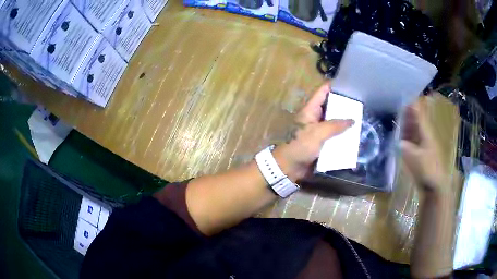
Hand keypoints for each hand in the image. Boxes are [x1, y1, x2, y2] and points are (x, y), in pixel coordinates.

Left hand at [273, 83, 353, 182]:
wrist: (289, 167)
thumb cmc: (300, 146)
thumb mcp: (318, 133)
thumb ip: (335, 125)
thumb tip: (352, 120)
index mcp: (310, 110)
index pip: (322, 92)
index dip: (333, 86)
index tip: (348, 84)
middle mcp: (315, 117)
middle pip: (331, 106)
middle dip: (344, 105)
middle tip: (360, 104)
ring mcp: (318, 130)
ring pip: (334, 122)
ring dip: (344, 121)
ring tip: (361, 118)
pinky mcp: (321, 142)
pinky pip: (333, 135)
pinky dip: (342, 135)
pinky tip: (354, 135)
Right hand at [401, 96, 447, 192]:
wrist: (435, 184)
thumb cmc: (427, 169)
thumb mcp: (414, 158)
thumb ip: (404, 147)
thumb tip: (397, 141)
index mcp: (425, 131)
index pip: (417, 112)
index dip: (410, 102)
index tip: (400, 94)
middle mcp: (424, 133)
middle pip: (414, 118)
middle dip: (405, 111)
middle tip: (393, 104)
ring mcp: (422, 143)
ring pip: (413, 128)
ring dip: (404, 123)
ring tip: (394, 117)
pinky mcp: (420, 151)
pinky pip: (412, 139)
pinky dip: (405, 135)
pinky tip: (398, 136)